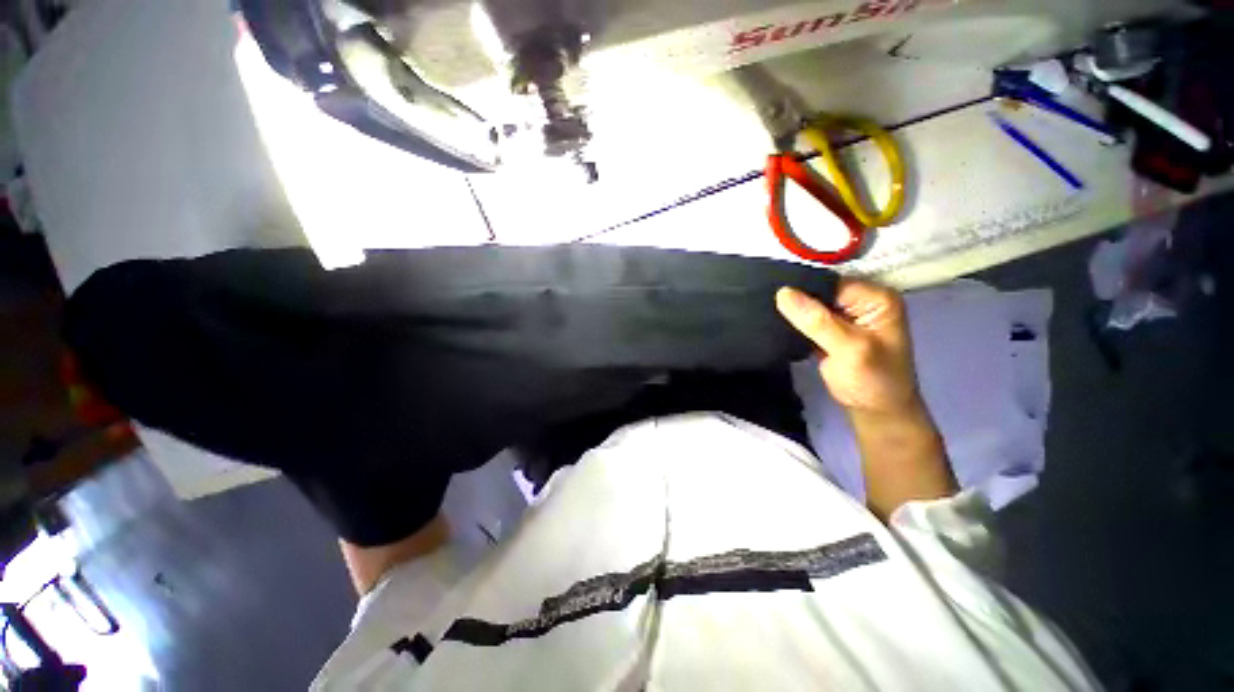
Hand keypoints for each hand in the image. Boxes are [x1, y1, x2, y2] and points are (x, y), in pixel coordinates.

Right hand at [775, 279, 921, 416]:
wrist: (874, 411)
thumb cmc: (873, 380)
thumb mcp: (849, 348)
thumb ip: (817, 321)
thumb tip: (783, 293)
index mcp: (876, 298)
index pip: (831, 283)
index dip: (804, 287)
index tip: (773, 293)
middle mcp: (861, 302)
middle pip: (819, 291)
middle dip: (795, 298)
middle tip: (765, 301)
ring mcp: (844, 316)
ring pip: (810, 305)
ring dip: (792, 311)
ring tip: (766, 310)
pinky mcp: (829, 330)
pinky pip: (806, 319)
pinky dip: (792, 322)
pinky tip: (774, 322)